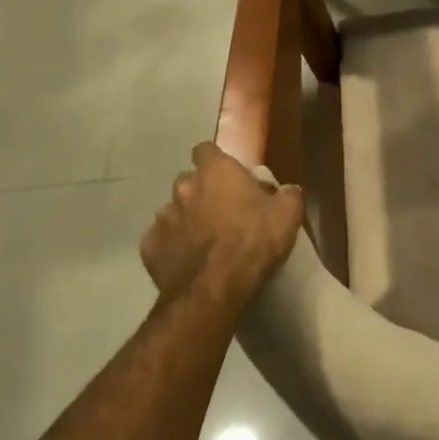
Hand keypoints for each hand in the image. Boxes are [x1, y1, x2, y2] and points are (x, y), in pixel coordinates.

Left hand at [140, 144, 303, 302]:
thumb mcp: (288, 214)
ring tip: (204, 239)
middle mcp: (184, 188)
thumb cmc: (254, 241)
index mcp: (216, 172)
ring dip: (186, 219)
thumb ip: (288, 194)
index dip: (215, 160)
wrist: (214, 289)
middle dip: (201, 191)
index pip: (205, 149)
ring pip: (173, 211)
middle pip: (189, 181)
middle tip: (222, 210)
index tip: (228, 173)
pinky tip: (187, 260)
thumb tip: (287, 189)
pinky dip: (172, 246)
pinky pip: (161, 240)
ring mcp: (163, 217)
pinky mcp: (150, 247)